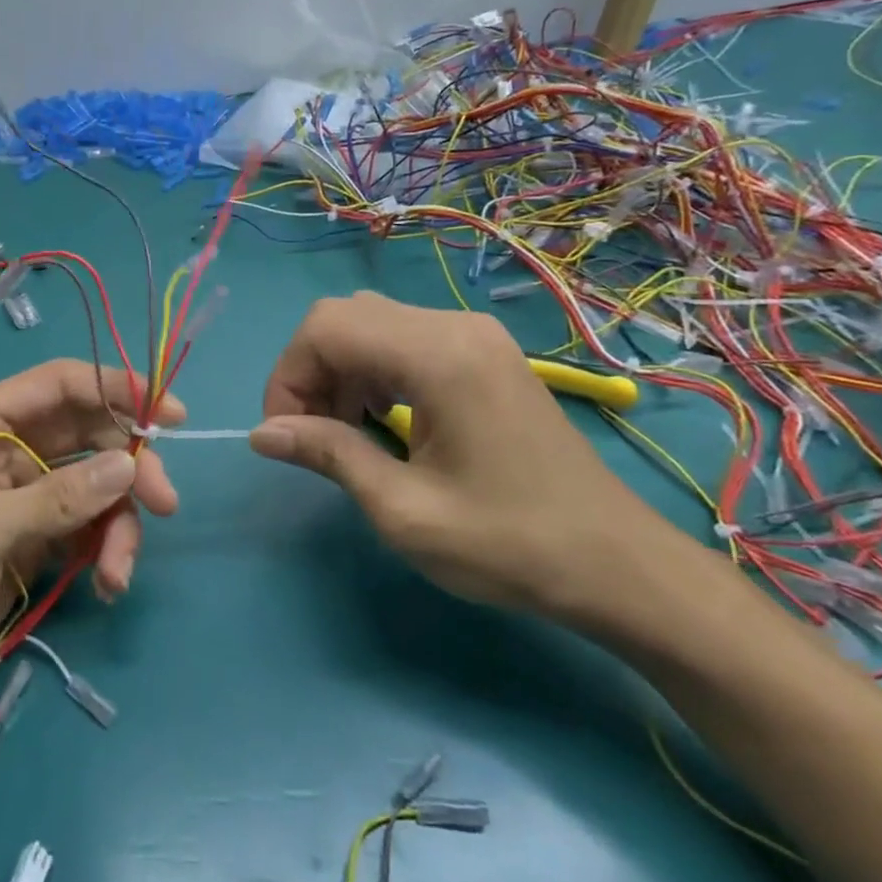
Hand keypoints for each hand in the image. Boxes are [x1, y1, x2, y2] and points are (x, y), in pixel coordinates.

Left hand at [0, 359, 182, 733]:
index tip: (169, 414)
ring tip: (118, 572)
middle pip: (86, 433)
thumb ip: (57, 497)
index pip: (59, 384)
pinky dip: (103, 549)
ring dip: (117, 523)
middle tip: (164, 502)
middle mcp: (3, 448)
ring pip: (93, 485)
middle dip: (127, 465)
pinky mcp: (31, 539)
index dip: (116, 388)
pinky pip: (85, 527)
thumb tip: (128, 464)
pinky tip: (105, 583)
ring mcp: (20, 496)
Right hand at [249, 292, 684, 624]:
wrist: (619, 566)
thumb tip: (263, 434)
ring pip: (371, 323)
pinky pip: (404, 338)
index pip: (326, 327)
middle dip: (309, 371)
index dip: (288, 376)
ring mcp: (475, 335)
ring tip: (343, 431)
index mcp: (438, 356)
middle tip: (312, 434)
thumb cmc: (509, 545)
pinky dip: (372, 369)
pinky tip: (382, 419)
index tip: (286, 435)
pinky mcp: (484, 353)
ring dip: (339, 369)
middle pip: (345, 315)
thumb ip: (329, 456)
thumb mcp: (404, 510)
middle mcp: (455, 326)